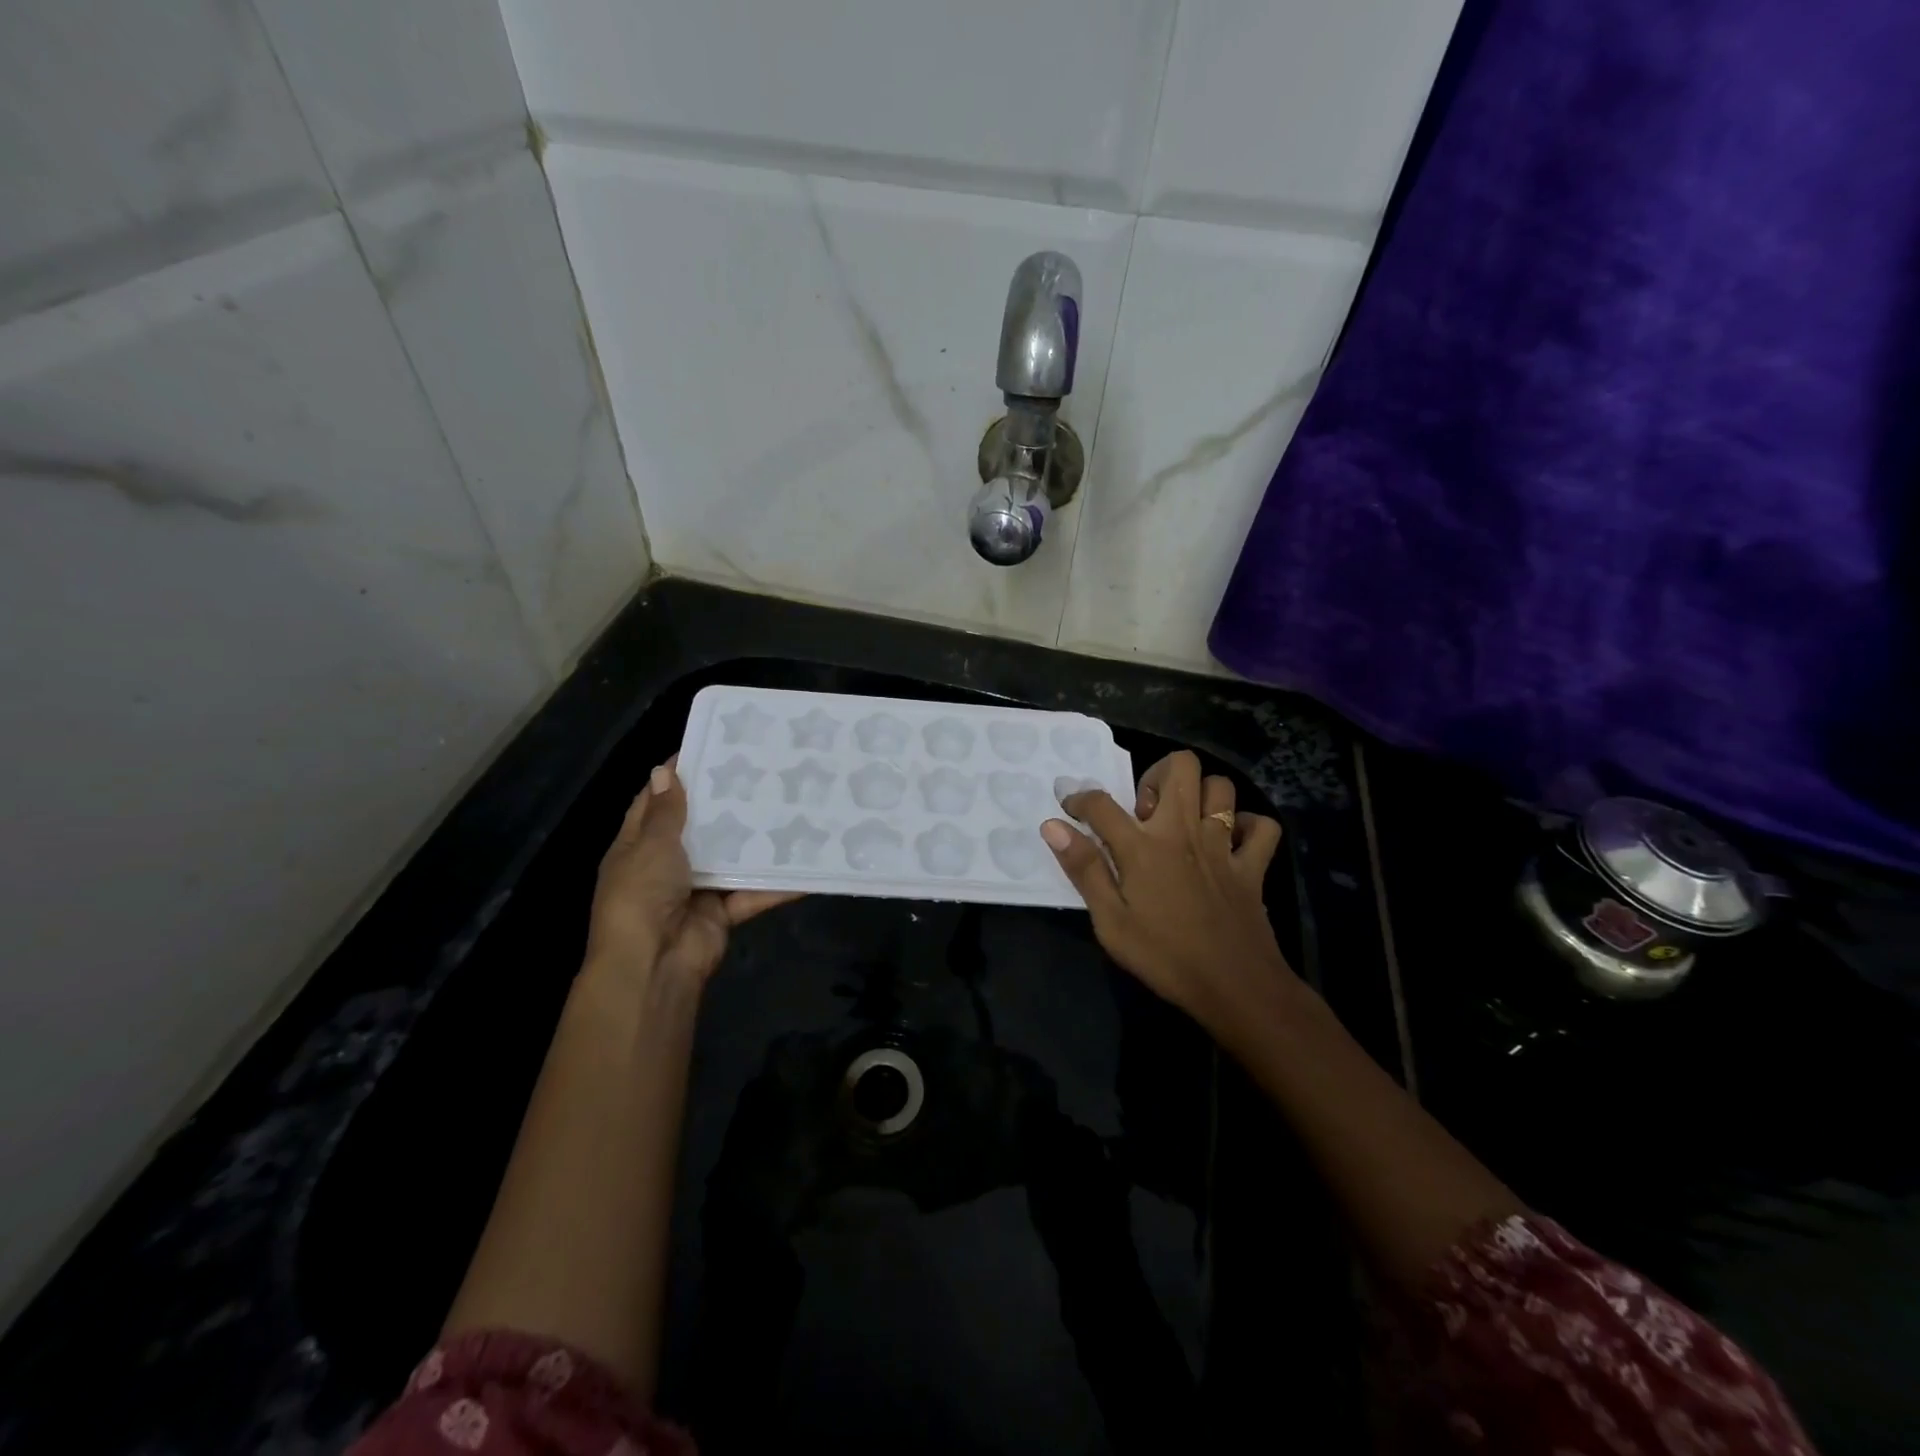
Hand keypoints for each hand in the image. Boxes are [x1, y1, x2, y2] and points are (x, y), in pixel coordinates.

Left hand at [585, 758, 800, 988]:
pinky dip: (777, 883)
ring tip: (788, 804)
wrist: (653, 964)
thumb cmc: (642, 895)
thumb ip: (665, 812)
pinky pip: (752, 892)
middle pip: (697, 828)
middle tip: (761, 770)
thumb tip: (663, 770)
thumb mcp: (651, 846)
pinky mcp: (723, 912)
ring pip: (729, 858)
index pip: (656, 802)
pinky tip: (806, 862)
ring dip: (754, 839)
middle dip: (724, 804)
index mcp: (637, 847)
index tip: (710, 747)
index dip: (677, 776)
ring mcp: (696, 889)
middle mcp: (665, 865)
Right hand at [1041, 750, 1291, 1036]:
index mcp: (1143, 847)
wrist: (1235, 987)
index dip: (1079, 799)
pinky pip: (1261, 826)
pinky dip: (1247, 826)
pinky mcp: (1253, 865)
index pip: (1102, 804)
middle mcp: (1184, 832)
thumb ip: (1084, 868)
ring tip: (1183, 821)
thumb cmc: (1164, 957)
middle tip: (1145, 810)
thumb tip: (1053, 826)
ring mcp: (1223, 845)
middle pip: (1180, 766)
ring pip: (1221, 787)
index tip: (1071, 809)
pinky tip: (1230, 842)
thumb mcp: (1110, 921)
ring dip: (1201, 795)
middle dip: (1157, 773)